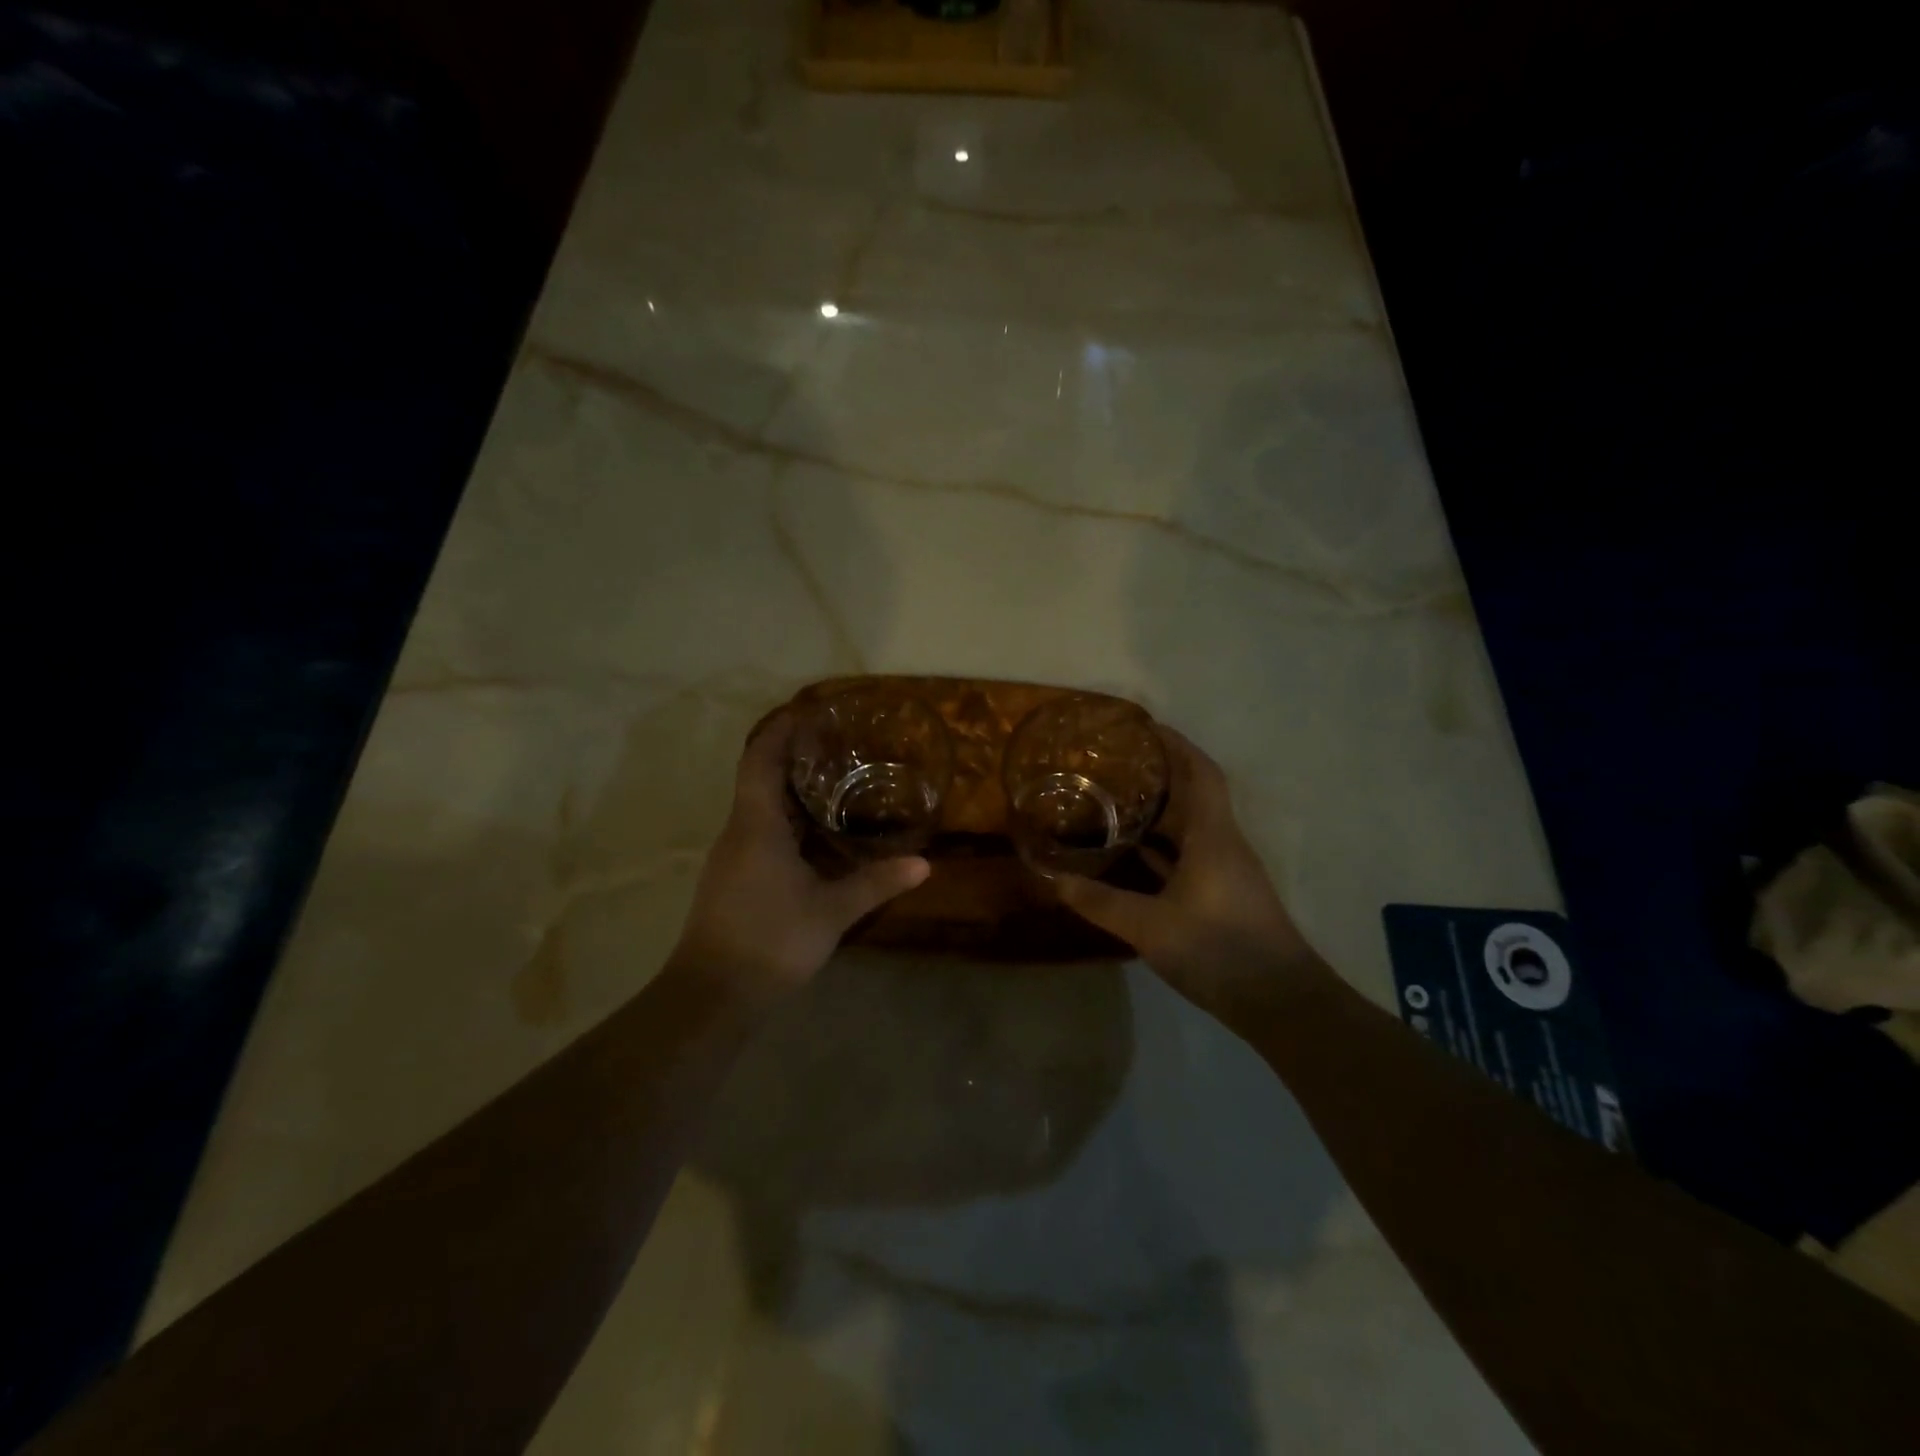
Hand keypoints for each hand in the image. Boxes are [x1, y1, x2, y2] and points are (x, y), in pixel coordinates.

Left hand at [671, 710, 929, 1004]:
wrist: (713, 994)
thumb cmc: (770, 940)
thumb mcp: (831, 911)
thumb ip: (876, 883)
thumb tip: (924, 863)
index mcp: (756, 825)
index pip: (760, 758)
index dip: (780, 729)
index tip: (808, 709)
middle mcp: (738, 830)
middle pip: (759, 776)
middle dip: (792, 755)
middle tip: (836, 744)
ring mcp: (732, 855)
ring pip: (759, 805)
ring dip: (790, 788)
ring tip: (834, 780)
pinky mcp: (733, 877)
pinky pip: (759, 830)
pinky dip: (786, 818)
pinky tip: (815, 833)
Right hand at [1055, 729, 1328, 1024]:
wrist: (1278, 1001)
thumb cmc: (1218, 948)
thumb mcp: (1150, 926)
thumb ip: (1101, 901)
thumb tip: (1054, 880)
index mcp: (1213, 836)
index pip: (1200, 772)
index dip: (1176, 745)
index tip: (1145, 728)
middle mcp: (1223, 844)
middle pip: (1193, 796)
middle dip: (1159, 775)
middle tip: (1114, 765)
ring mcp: (1225, 871)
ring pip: (1190, 828)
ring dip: (1159, 813)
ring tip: (1114, 802)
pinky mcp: (1223, 896)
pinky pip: (1188, 856)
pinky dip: (1162, 849)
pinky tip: (1132, 856)